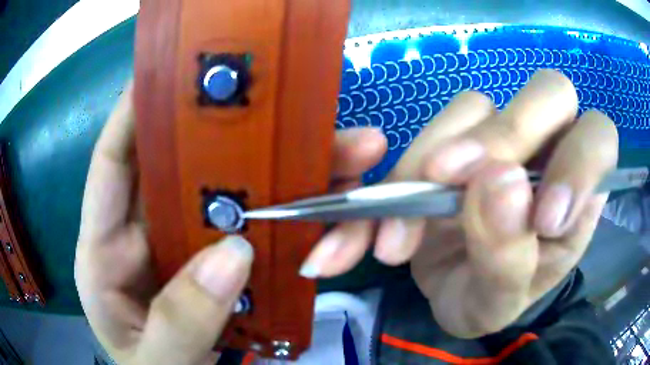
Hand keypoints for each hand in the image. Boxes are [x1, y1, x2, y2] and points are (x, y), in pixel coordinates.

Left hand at [74, 84, 386, 363]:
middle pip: (187, 167)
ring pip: (234, 192)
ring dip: (285, 172)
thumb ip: (178, 323)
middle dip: (234, 134)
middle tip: (288, 106)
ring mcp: (187, 247)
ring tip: (346, 150)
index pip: (112, 166)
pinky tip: (332, 202)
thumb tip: (233, 255)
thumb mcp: (154, 363)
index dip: (132, 113)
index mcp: (106, 253)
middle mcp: (146, 234)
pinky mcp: (221, 263)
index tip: (168, 70)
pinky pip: (259, 226)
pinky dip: (294, 213)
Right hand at [301, 70, 617, 337]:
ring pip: (478, 105)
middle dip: (506, 135)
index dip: (579, 162)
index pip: (597, 140)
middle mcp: (548, 149)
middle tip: (455, 183)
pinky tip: (386, 217)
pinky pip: (432, 128)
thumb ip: (510, 255)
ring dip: (438, 158)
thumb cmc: (490, 301)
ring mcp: (501, 138)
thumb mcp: (502, 300)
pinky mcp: (455, 140)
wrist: (450, 294)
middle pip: (548, 94)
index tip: (543, 220)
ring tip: (404, 229)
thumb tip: (499, 184)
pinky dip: (404, 169)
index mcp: (580, 193)